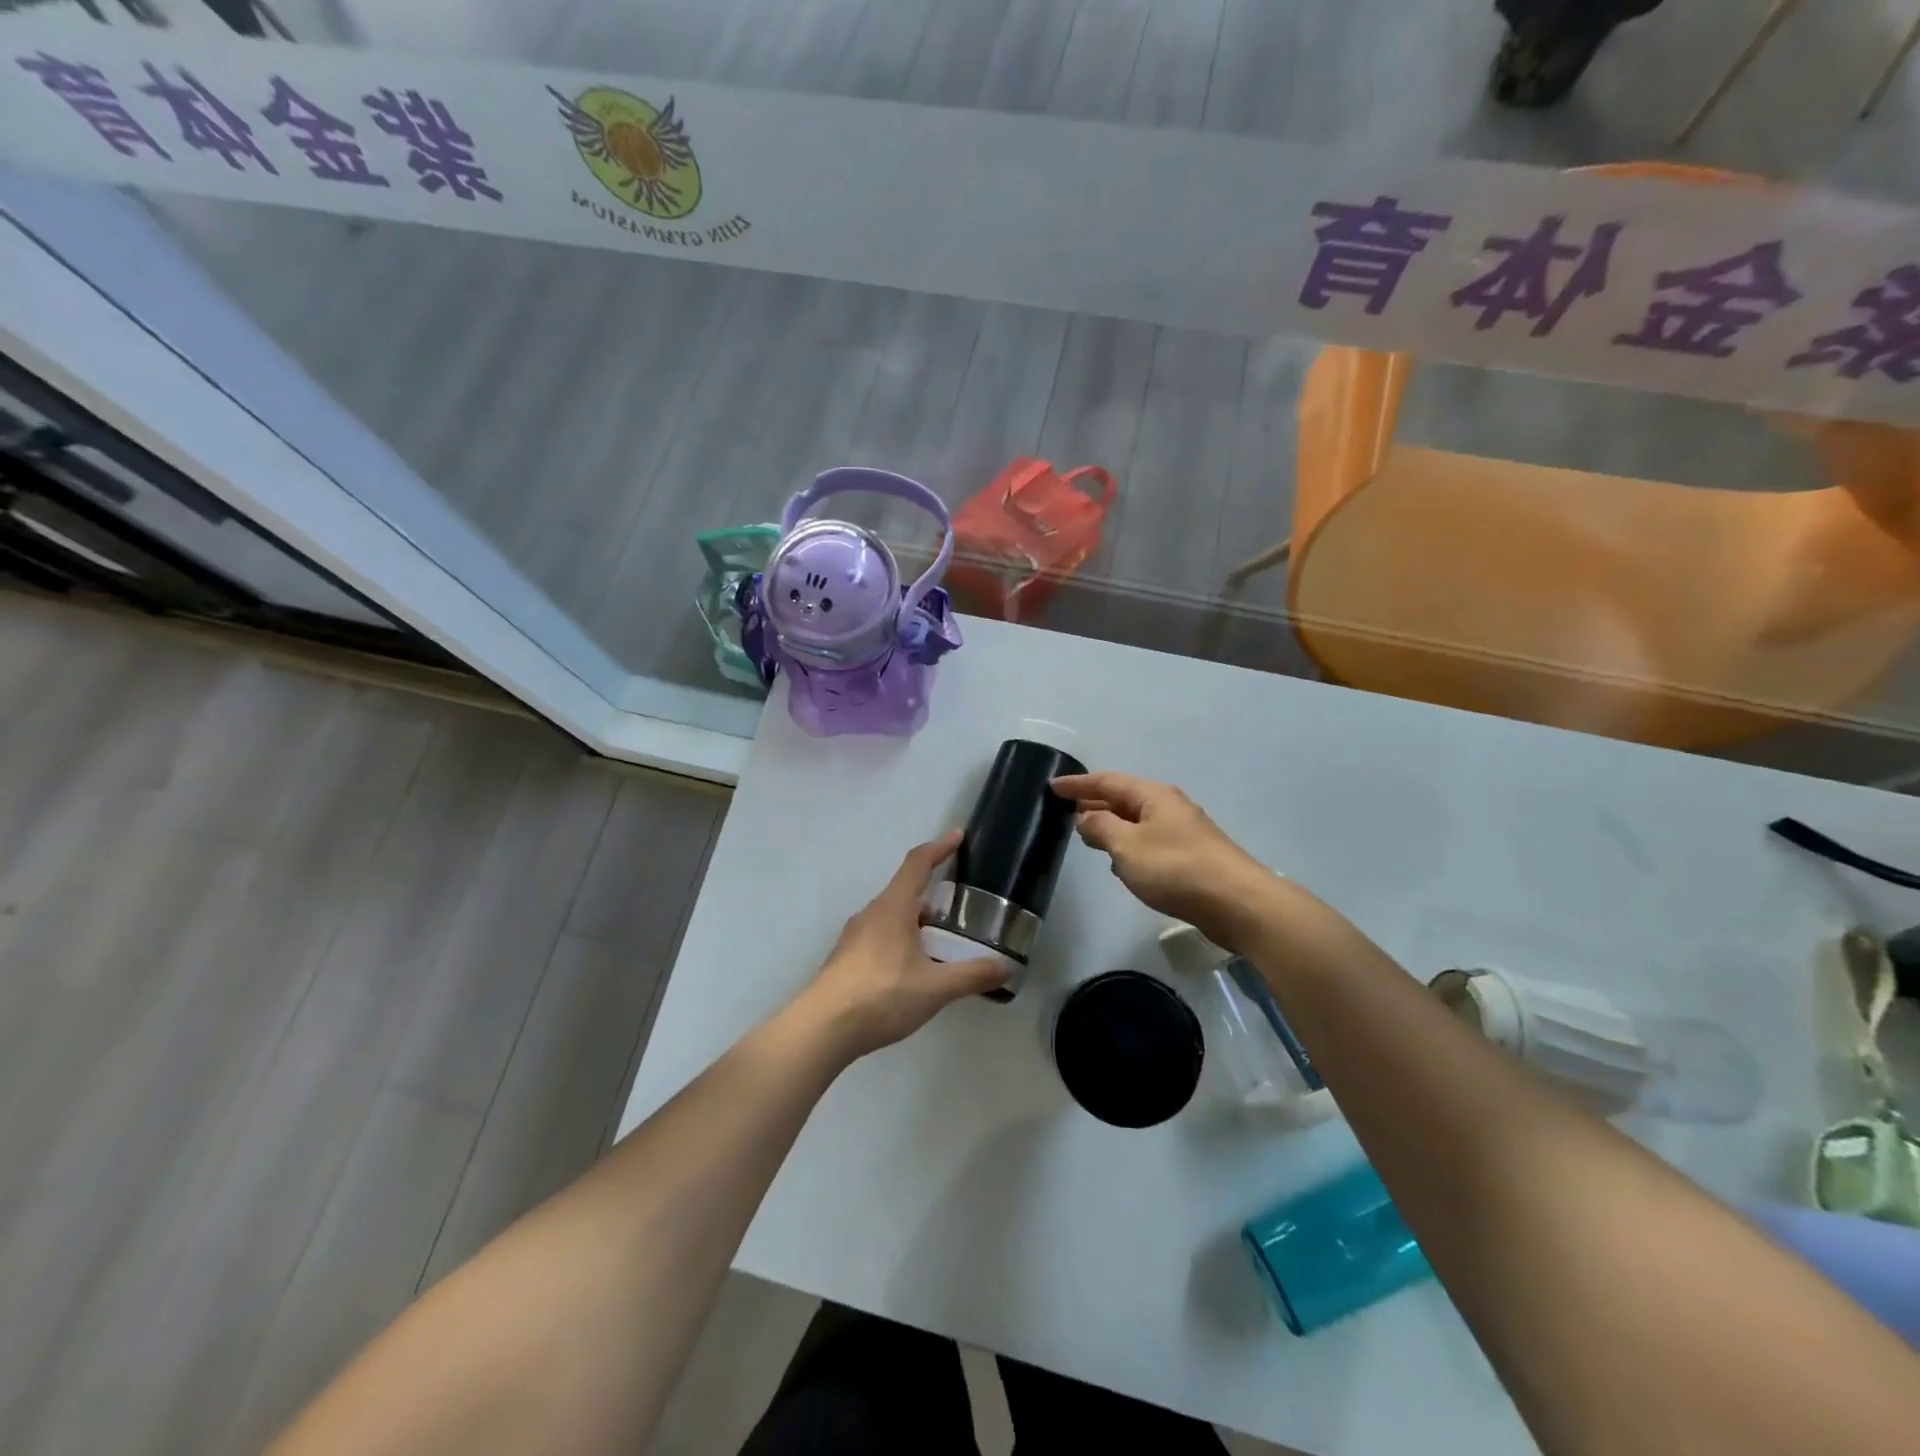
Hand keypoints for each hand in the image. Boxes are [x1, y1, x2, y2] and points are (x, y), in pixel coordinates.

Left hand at [797, 832, 1008, 1059]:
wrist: (822, 1029)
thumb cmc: (881, 996)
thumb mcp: (935, 988)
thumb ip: (971, 975)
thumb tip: (1006, 967)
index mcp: (893, 908)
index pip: (917, 864)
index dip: (939, 848)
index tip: (957, 837)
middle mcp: (871, 914)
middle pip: (904, 891)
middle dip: (931, 894)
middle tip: (958, 907)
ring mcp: (854, 937)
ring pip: (891, 917)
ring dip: (916, 921)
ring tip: (940, 942)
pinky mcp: (846, 959)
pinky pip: (879, 937)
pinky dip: (901, 941)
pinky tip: (911, 970)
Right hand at [1051, 772, 1277, 951]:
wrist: (1237, 903)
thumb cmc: (1176, 868)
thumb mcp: (1127, 846)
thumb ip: (1100, 828)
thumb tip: (1085, 817)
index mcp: (1153, 796)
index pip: (1107, 781)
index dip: (1079, 784)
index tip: (1053, 786)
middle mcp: (1169, 807)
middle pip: (1124, 798)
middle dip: (1094, 803)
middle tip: (1065, 811)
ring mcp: (1182, 832)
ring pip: (1136, 822)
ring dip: (1111, 825)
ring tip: (1087, 836)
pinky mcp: (1189, 857)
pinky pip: (1148, 842)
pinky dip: (1128, 845)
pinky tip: (1119, 863)